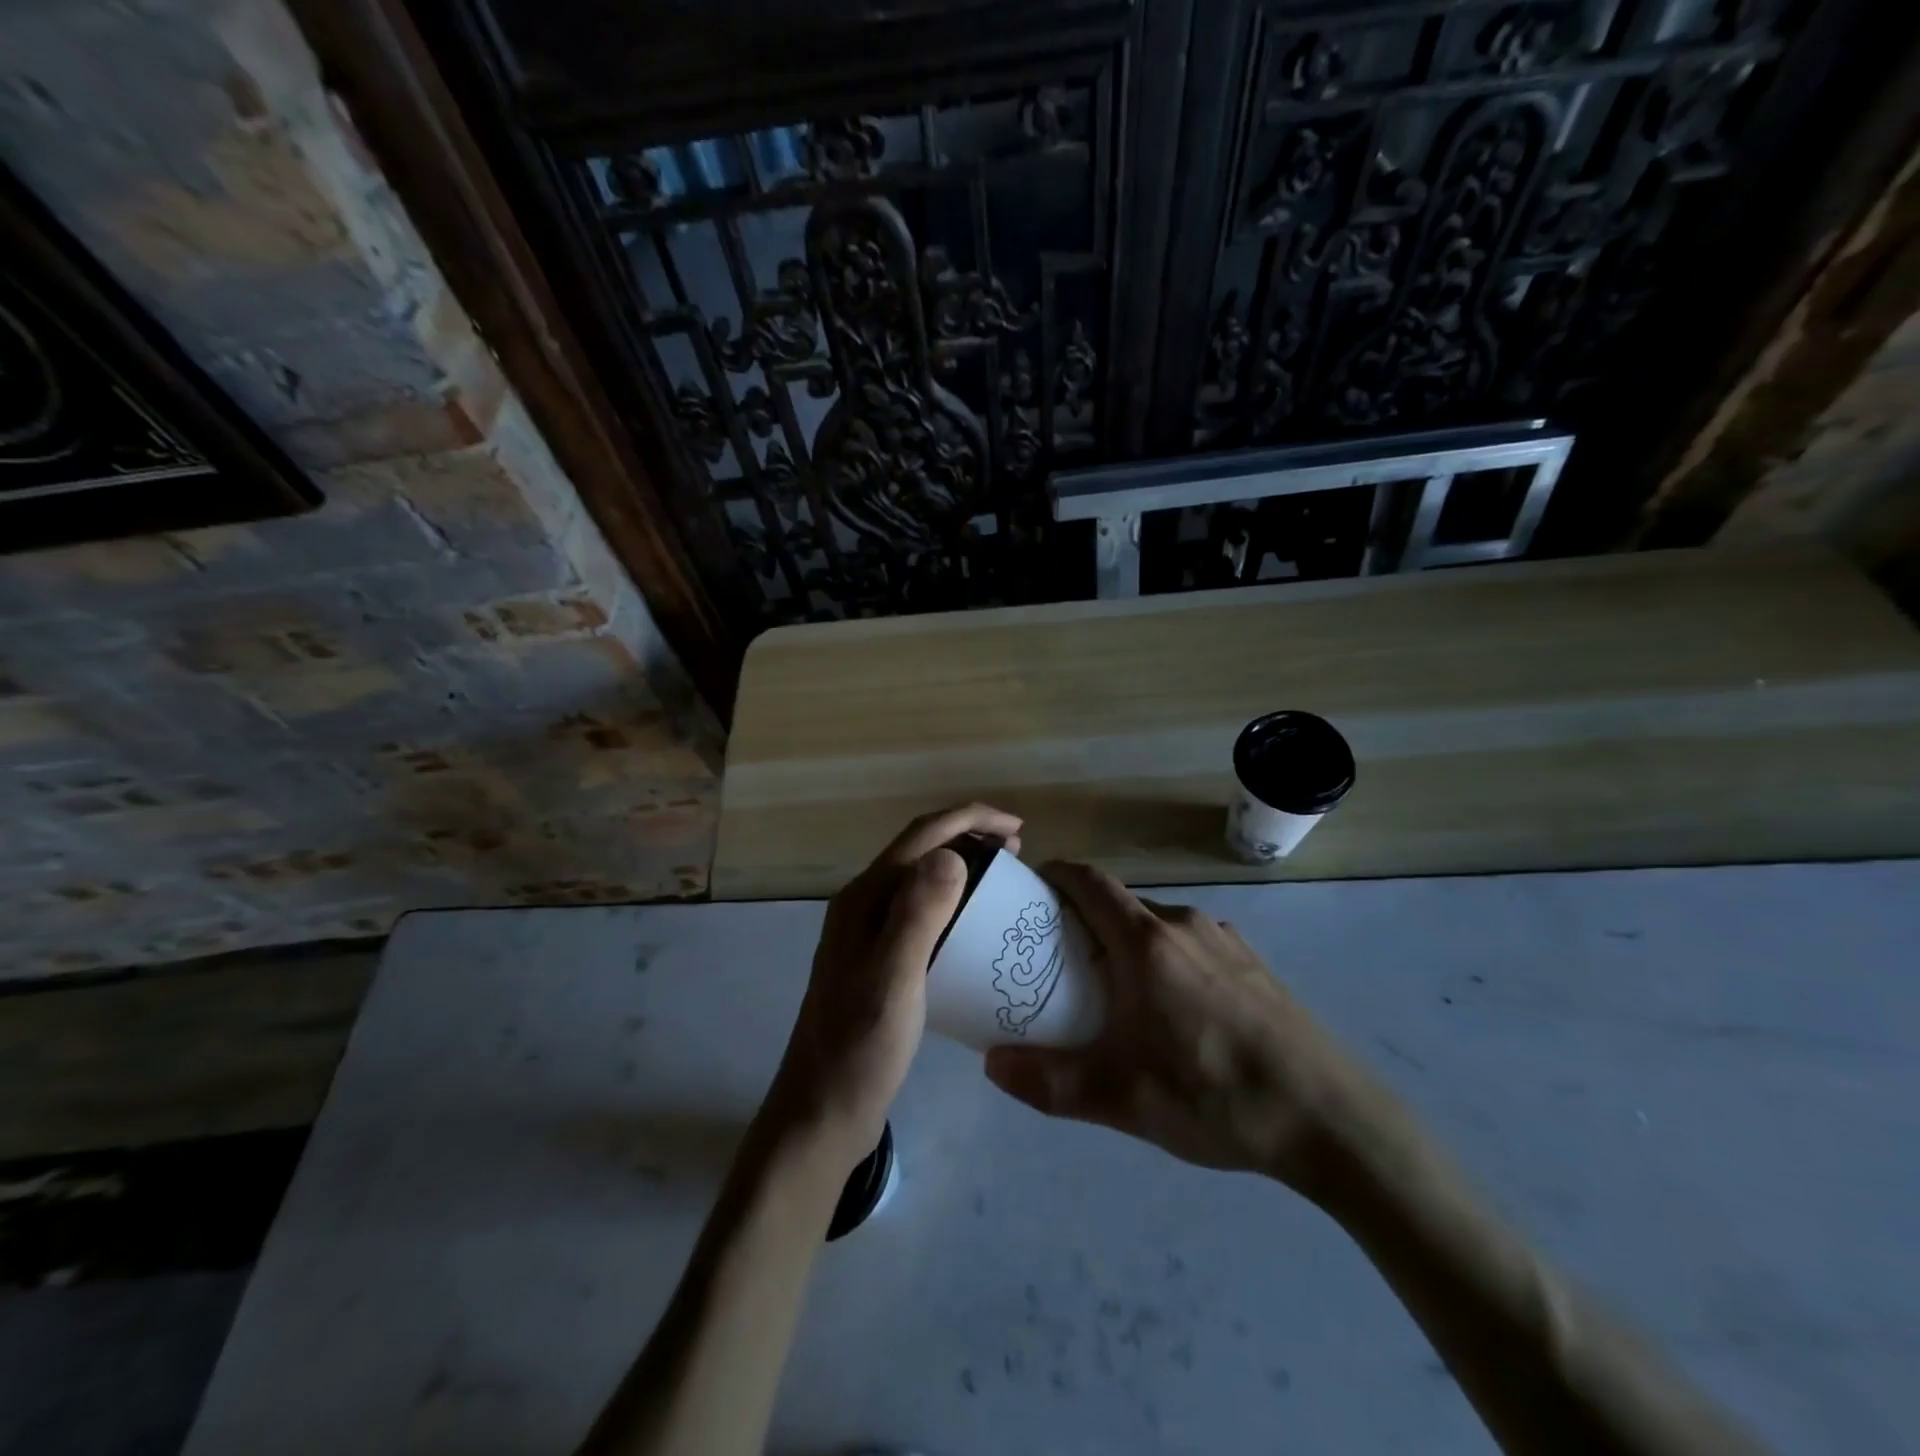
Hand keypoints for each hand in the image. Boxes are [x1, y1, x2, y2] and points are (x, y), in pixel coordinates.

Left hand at [766, 803, 1023, 1171]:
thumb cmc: (860, 1049)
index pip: (921, 835)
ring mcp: (868, 934)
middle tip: (1018, 854)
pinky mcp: (878, 960)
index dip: (970, 819)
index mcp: (864, 899)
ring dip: (962, 867)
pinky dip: (954, 903)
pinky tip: (975, 927)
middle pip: (920, 850)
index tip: (1018, 828)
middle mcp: (863, 905)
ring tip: (1003, 881)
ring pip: (921, 879)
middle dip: (969, 838)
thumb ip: (917, 915)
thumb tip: (951, 854)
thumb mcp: (894, 980)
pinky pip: (921, 912)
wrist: (821, 1113)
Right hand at [984, 862, 1377, 1199]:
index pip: (1089, 881)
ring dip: (1128, 942)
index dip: (1056, 875)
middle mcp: (1184, 925)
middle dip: (1085, 920)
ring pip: (1158, 926)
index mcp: (1146, 942)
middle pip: (1120, 904)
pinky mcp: (1254, 964)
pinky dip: (1166, 958)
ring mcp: (1226, 941)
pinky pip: (1192, 944)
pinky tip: (1175, 1013)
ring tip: (1115, 991)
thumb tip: (992, 1065)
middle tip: (1060, 960)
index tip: (1031, 892)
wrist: (1331, 1119)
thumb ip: (1049, 1082)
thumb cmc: (1215, 1095)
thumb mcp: (1121, 1099)